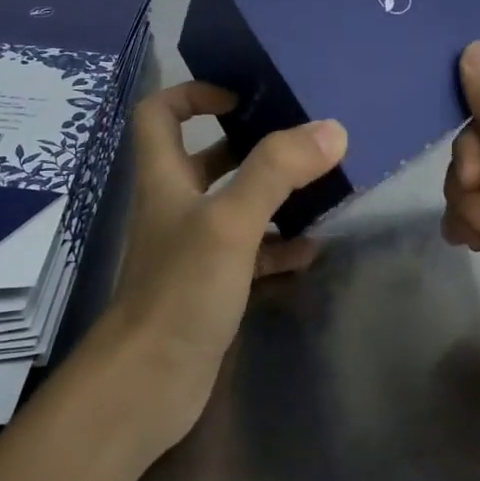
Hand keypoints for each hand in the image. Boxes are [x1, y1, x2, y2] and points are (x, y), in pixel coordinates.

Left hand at [108, 82, 346, 445]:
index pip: (159, 113)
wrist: (147, 386)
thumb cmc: (180, 291)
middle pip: (206, 157)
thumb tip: (331, 129)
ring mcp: (194, 248)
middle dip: (250, 144)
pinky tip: (312, 248)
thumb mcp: (230, 221)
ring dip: (272, 194)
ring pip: (234, 205)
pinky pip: (251, 252)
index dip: (192, 94)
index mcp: (166, 178)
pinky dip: (279, 244)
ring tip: (320, 187)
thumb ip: (277, 172)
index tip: (240, 96)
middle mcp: (176, 206)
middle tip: (300, 140)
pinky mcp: (212, 286)